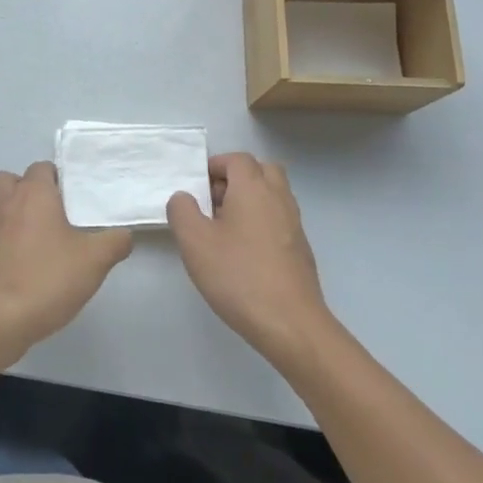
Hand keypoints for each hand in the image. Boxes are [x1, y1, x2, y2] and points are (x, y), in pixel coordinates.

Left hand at [0, 162, 131, 356]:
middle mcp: (6, 202)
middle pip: (10, 179)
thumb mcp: (95, 260)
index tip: (75, 198)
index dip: (58, 179)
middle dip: (27, 188)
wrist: (1, 317)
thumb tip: (124, 235)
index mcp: (33, 193)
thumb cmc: (49, 277)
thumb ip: (115, 242)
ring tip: (40, 234)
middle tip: (52, 210)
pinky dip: (7, 237)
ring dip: (14, 211)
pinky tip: (27, 258)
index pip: (41, 168)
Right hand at [167, 153, 332, 363]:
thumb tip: (184, 197)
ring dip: (250, 200)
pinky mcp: (300, 248)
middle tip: (212, 201)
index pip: (237, 159)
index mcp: (253, 188)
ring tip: (224, 228)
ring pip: (273, 194)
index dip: (215, 166)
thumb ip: (182, 211)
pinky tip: (243, 251)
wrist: (290, 323)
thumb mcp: (195, 242)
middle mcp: (278, 198)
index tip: (196, 186)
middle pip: (261, 170)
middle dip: (236, 178)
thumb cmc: (238, 276)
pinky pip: (279, 219)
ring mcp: (294, 223)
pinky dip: (261, 221)